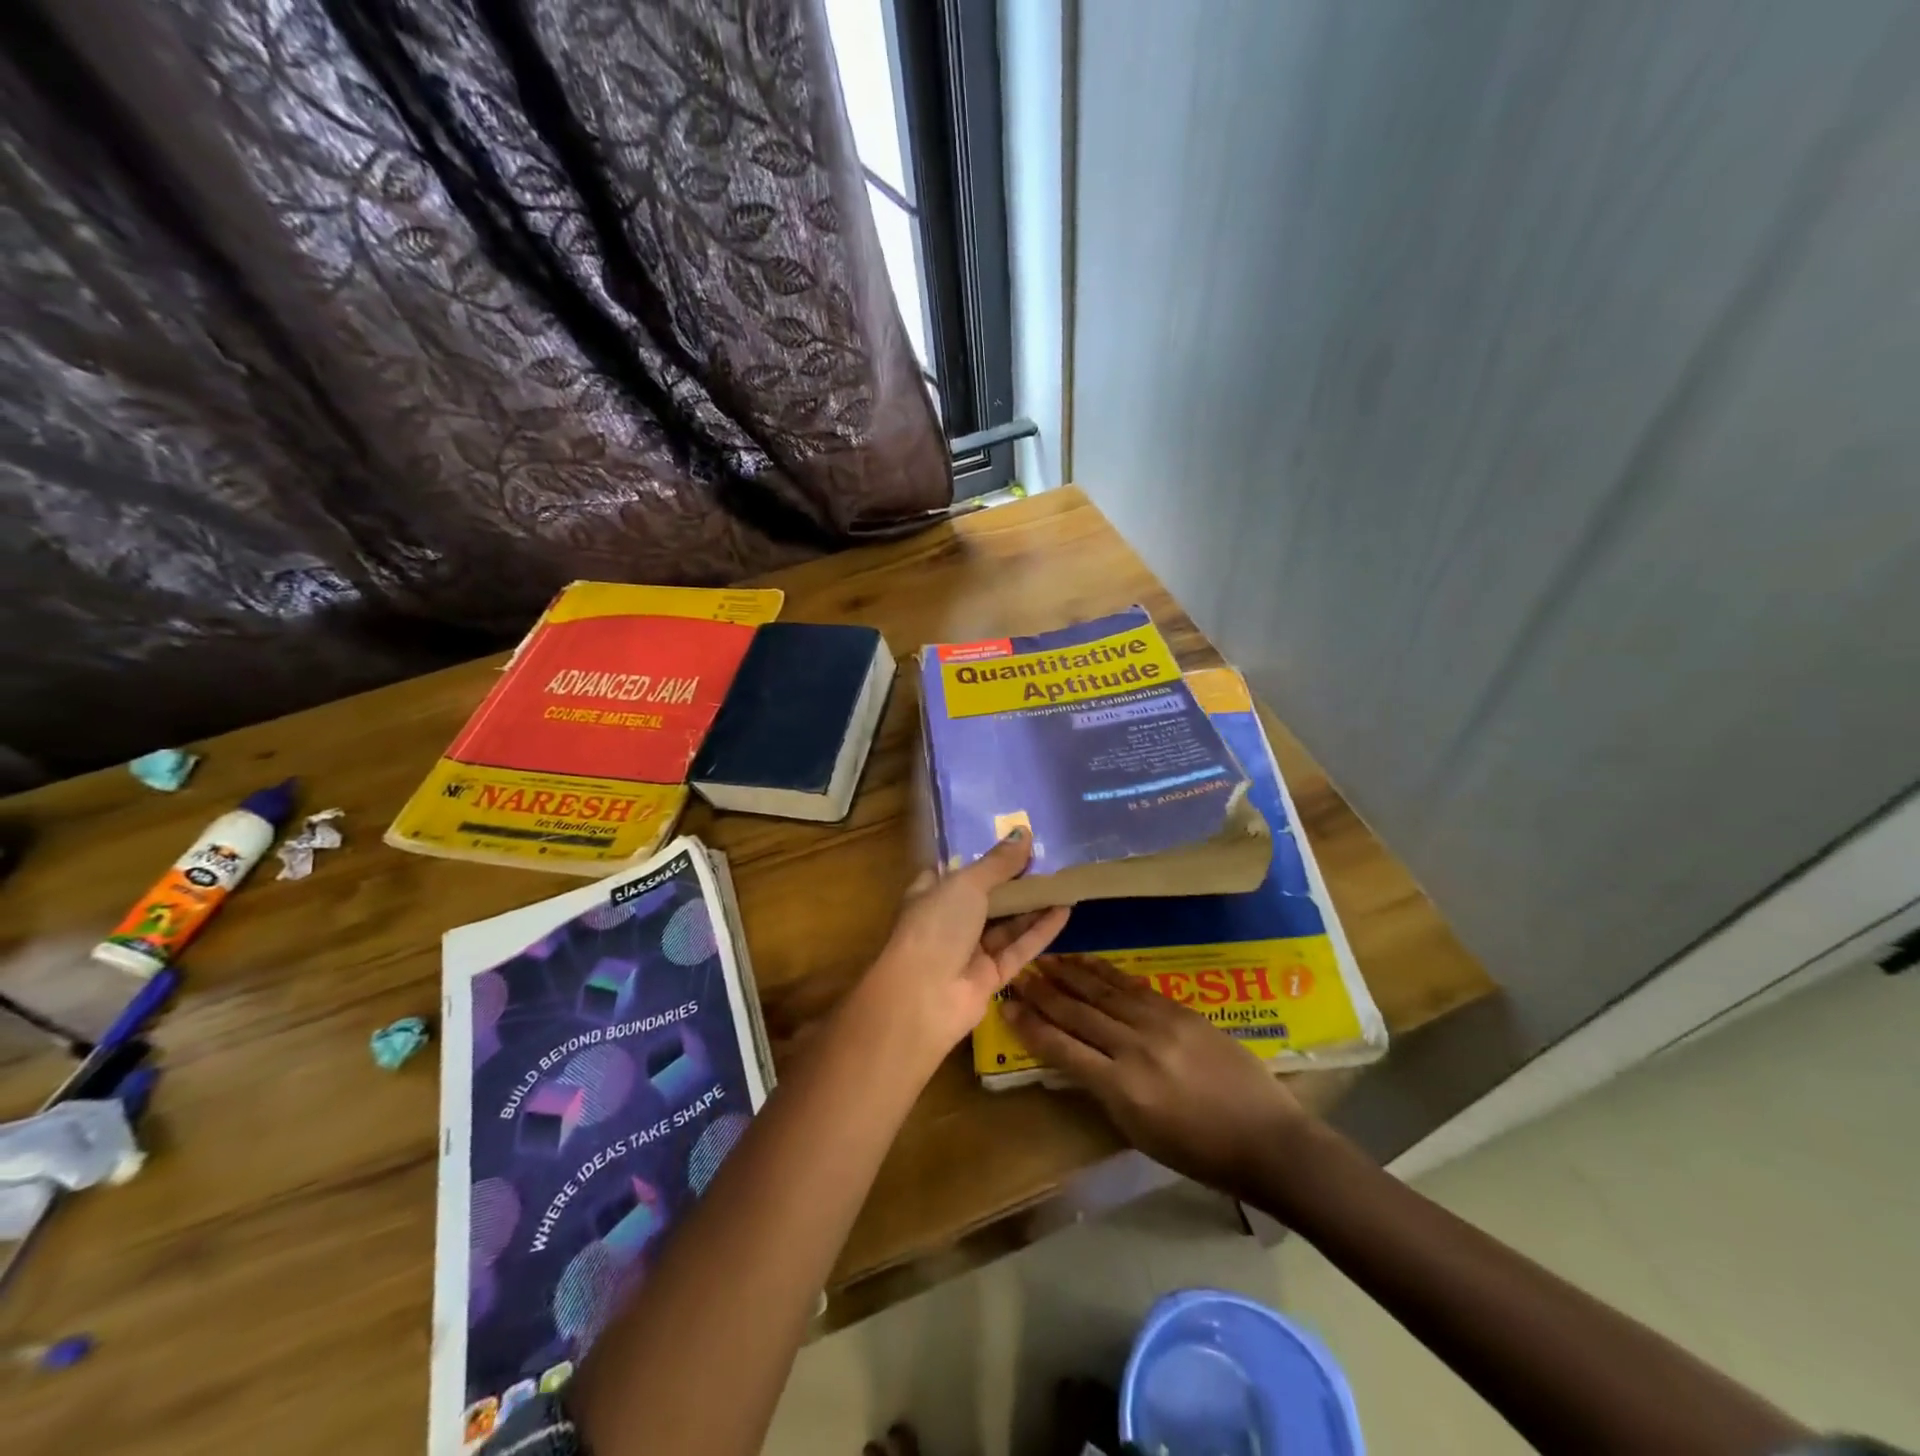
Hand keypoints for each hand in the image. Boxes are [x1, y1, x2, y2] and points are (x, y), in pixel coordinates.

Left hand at [855, 829, 1070, 1067]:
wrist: (922, 998)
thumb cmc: (935, 927)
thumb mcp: (966, 884)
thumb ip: (997, 862)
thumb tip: (1022, 832)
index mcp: (930, 895)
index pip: (956, 872)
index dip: (983, 858)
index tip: (1013, 843)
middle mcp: (948, 921)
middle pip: (986, 898)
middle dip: (1013, 882)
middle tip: (1048, 860)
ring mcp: (969, 951)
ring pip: (1006, 924)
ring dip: (1032, 905)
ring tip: (1064, 882)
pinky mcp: (990, 977)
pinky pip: (1019, 949)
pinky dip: (1040, 931)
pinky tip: (1064, 910)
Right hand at [1003, 956, 1312, 1197]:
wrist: (1265, 1138)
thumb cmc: (1199, 1151)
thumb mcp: (1138, 1132)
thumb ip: (1103, 1091)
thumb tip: (1074, 1057)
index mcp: (1122, 1088)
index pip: (1062, 1049)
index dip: (1031, 1027)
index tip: (1007, 1007)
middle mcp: (1135, 1048)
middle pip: (1078, 1013)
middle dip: (1043, 993)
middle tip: (1018, 974)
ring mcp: (1159, 1024)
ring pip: (1102, 991)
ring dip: (1069, 974)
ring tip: (1044, 959)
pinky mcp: (1180, 1010)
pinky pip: (1133, 986)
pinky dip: (1105, 972)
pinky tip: (1087, 962)